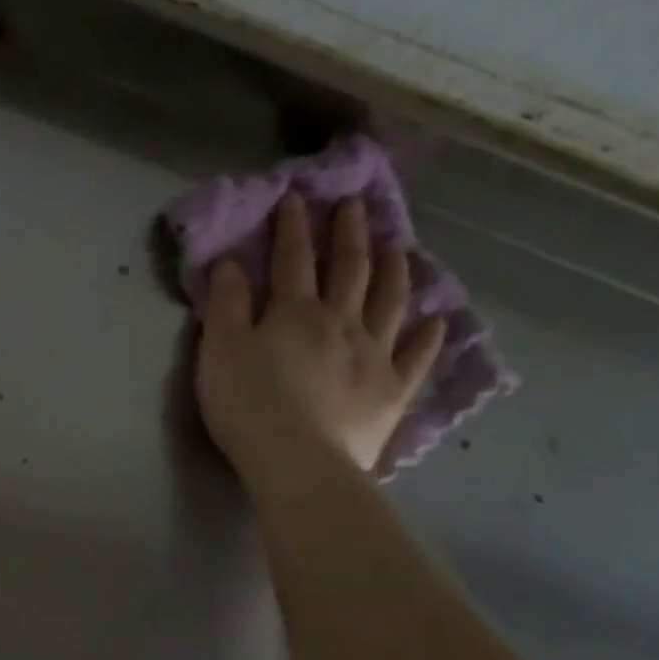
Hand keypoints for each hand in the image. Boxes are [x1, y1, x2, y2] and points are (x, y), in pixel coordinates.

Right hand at [196, 195, 445, 480]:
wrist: (298, 462)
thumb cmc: (249, 406)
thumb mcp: (220, 351)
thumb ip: (226, 305)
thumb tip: (231, 262)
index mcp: (295, 312)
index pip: (294, 259)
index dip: (293, 226)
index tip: (297, 197)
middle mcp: (341, 322)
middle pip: (349, 269)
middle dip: (350, 234)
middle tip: (357, 205)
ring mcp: (373, 355)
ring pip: (389, 302)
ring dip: (395, 270)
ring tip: (401, 246)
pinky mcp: (391, 392)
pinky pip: (416, 358)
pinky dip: (428, 337)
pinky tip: (437, 320)